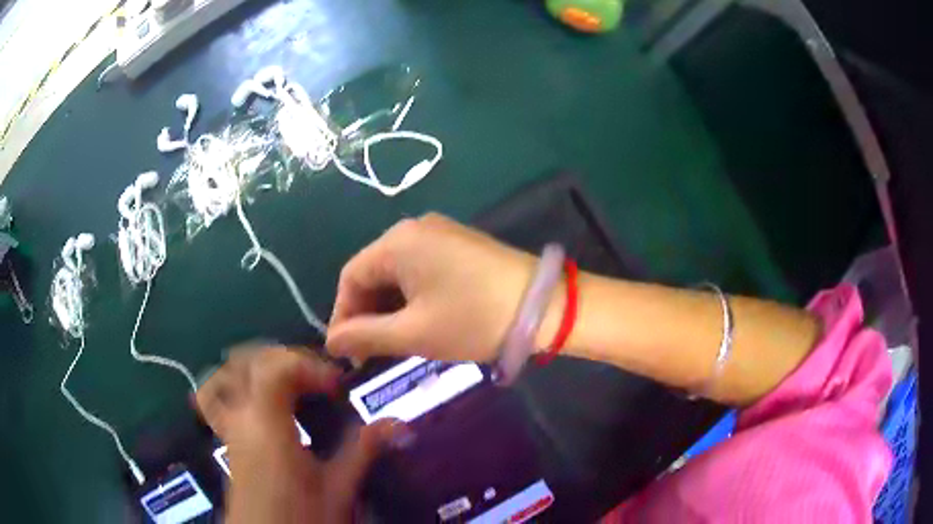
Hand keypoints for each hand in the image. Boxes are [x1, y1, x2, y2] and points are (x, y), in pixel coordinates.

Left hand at [196, 345, 409, 523]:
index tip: (336, 387)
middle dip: (283, 359)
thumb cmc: (303, 518)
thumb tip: (399, 423)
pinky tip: (256, 400)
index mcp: (267, 426)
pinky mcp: (227, 439)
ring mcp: (228, 427)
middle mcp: (240, 418)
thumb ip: (362, 451)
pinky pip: (217, 397)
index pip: (274, 367)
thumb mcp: (338, 489)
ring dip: (254, 367)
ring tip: (285, 382)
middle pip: (246, 361)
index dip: (307, 365)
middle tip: (315, 380)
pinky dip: (233, 385)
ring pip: (225, 375)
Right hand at [327, 214, 544, 362]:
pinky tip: (419, 321)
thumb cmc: (473, 319)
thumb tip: (331, 341)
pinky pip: (421, 270)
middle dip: (367, 313)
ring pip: (398, 273)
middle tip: (370, 352)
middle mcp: (415, 228)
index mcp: (397, 241)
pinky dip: (412, 297)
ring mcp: (441, 233)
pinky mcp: (460, 245)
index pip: (350, 276)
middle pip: (374, 272)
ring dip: (389, 308)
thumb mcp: (413, 333)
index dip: (342, 314)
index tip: (345, 351)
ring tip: (393, 343)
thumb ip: (364, 336)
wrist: (545, 306)